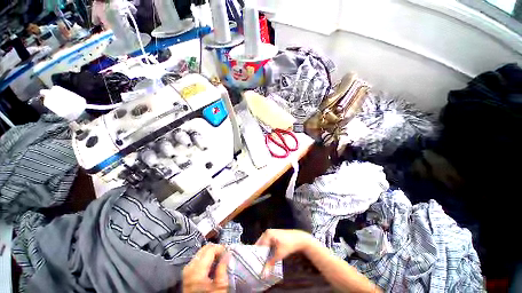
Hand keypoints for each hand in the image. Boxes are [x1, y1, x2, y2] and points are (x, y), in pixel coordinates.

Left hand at [182, 244, 229, 292]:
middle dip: (215, 248)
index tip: (228, 251)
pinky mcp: (186, 273)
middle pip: (204, 249)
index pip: (210, 249)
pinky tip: (211, 265)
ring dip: (210, 253)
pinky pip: (197, 259)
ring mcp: (186, 270)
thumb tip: (227, 253)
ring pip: (200, 253)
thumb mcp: (221, 286)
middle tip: (224, 254)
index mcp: (197, 270)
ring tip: (218, 259)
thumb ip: (223, 267)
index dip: (221, 248)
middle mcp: (190, 267)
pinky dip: (205, 258)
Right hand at [255, 229, 318, 275]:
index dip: (256, 257)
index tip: (255, 265)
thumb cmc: (289, 244)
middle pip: (260, 245)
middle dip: (259, 255)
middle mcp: (267, 232)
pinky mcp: (274, 235)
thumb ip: (270, 264)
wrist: (299, 238)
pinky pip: (267, 243)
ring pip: (263, 245)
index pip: (258, 247)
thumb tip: (263, 274)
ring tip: (262, 262)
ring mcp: (270, 233)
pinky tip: (268, 257)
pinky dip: (267, 250)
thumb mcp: (279, 255)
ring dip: (263, 253)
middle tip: (258, 265)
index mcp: (267, 234)